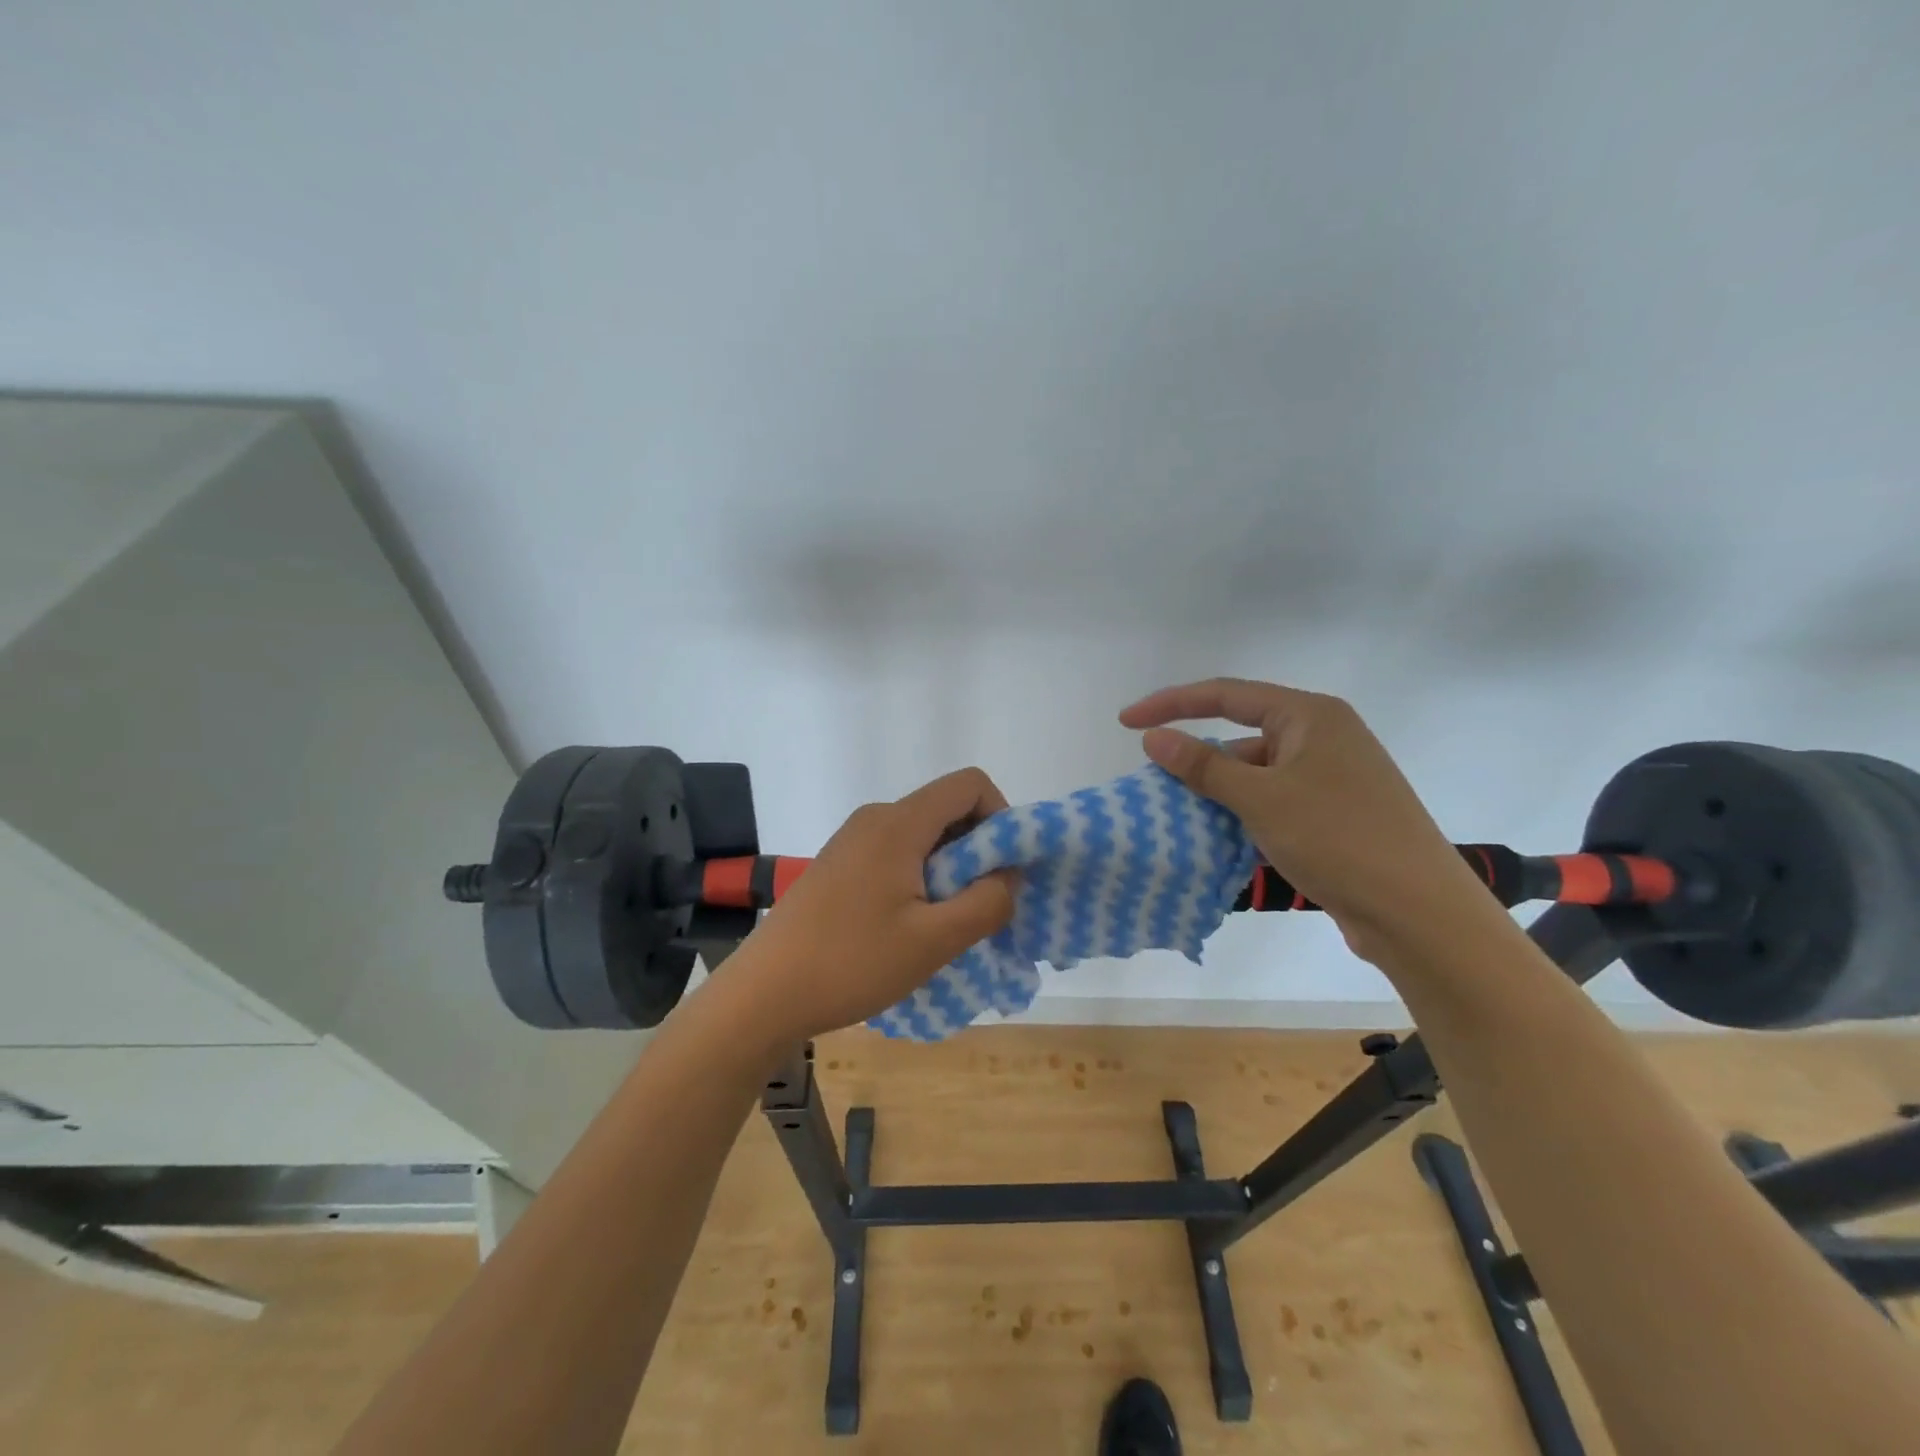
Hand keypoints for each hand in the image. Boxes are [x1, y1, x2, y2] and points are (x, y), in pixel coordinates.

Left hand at [717, 768, 1018, 1044]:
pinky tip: (909, 927)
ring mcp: (853, 840)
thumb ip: (987, 902)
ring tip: (943, 924)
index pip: (969, 784)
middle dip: (978, 850)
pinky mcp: (840, 864)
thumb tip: (1010, 875)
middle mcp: (875, 818)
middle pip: (947, 808)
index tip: (1003, 869)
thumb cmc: (852, 962)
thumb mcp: (934, 940)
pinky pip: (897, 853)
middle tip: (978, 906)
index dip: (1001, 816)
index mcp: (899, 822)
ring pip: (923, 835)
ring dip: (950, 870)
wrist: (764, 993)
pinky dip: (921, 878)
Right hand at [1120, 678, 1495, 961]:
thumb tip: (1153, 738)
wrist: (1419, 913)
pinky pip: (1274, 802)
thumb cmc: (1338, 839)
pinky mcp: (1335, 814)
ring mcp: (1332, 777)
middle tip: (1156, 784)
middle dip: (1197, 758)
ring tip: (1180, 817)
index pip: (1226, 694)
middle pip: (1241, 734)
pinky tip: (1220, 840)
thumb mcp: (1261, 798)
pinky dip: (1244, 815)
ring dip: (1219, 792)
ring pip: (1256, 774)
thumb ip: (1203, 765)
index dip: (1171, 704)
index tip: (1126, 722)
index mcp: (1310, 716)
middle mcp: (1323, 737)